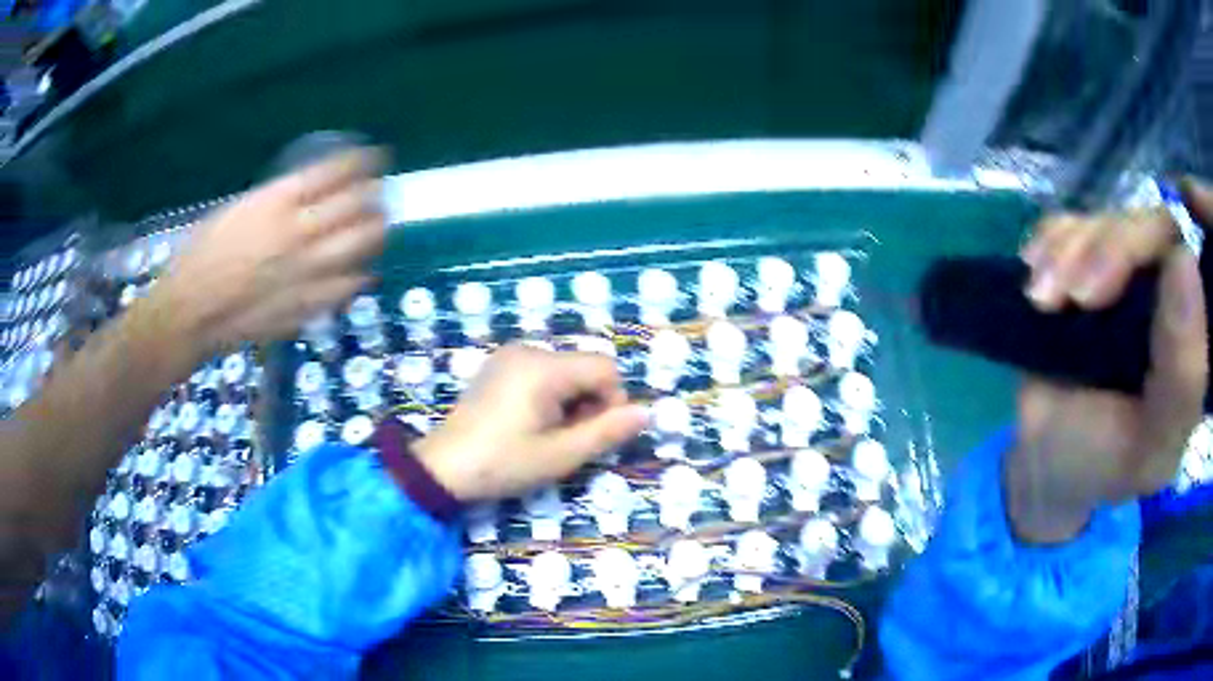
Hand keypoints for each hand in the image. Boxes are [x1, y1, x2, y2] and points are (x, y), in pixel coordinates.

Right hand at [152, 148, 386, 359]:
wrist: (191, 310)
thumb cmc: (202, 254)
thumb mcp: (238, 210)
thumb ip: (276, 203)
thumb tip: (306, 197)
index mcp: (278, 201)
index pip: (335, 172)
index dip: (362, 163)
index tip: (376, 157)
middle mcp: (299, 231)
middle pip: (356, 205)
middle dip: (375, 194)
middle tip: (381, 192)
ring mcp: (306, 270)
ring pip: (360, 245)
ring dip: (376, 231)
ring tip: (380, 225)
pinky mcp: (307, 304)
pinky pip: (347, 286)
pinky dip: (360, 275)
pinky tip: (365, 270)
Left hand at [414, 344, 649, 501]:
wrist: (443, 468)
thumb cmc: (504, 463)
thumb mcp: (561, 455)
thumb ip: (607, 432)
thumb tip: (646, 413)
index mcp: (544, 367)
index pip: (605, 368)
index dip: (611, 402)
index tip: (591, 435)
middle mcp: (528, 350)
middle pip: (584, 368)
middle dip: (588, 403)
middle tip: (565, 441)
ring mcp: (509, 356)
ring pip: (565, 371)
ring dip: (569, 402)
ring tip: (545, 435)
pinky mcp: (498, 366)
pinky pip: (541, 372)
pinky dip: (548, 396)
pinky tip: (528, 423)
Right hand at [1008, 182, 1210, 542]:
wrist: (1047, 460)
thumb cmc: (1107, 463)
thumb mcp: (1152, 446)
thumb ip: (1183, 377)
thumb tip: (1185, 261)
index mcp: (1195, 332)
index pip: (1200, 258)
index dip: (1194, 212)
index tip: (1168, 239)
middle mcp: (1169, 289)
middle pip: (1151, 226)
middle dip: (1112, 249)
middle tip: (1078, 296)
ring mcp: (1126, 271)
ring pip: (1107, 219)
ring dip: (1070, 251)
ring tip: (1042, 300)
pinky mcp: (1084, 261)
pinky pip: (1068, 224)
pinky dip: (1048, 242)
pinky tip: (1035, 277)